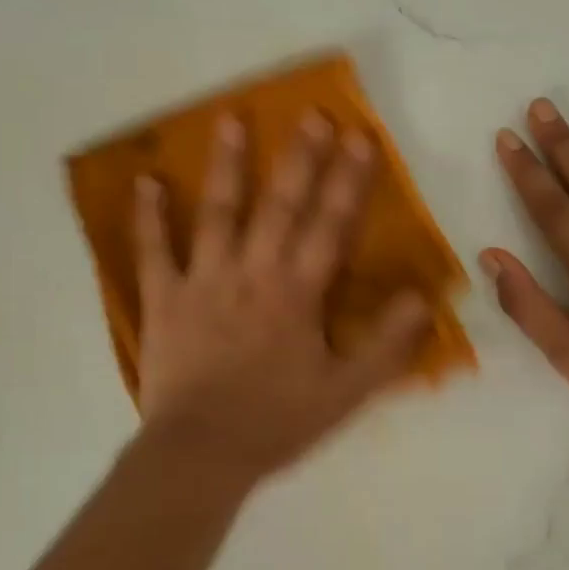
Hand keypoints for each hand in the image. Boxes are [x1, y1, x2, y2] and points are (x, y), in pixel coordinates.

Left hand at [132, 111, 430, 487]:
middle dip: (300, 158)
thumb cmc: (277, 422)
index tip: (360, 137)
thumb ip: (387, 345)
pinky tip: (146, 181)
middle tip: (312, 113)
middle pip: (280, 206)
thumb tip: (422, 298)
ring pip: (218, 213)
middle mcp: (253, 273)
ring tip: (231, 119)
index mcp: (297, 293)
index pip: (330, 226)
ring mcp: (204, 281)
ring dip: (227, 166)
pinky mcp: (164, 299)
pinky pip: (153, 252)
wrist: (202, 455)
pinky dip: (148, 217)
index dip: (349, 181)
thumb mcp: (346, 392)